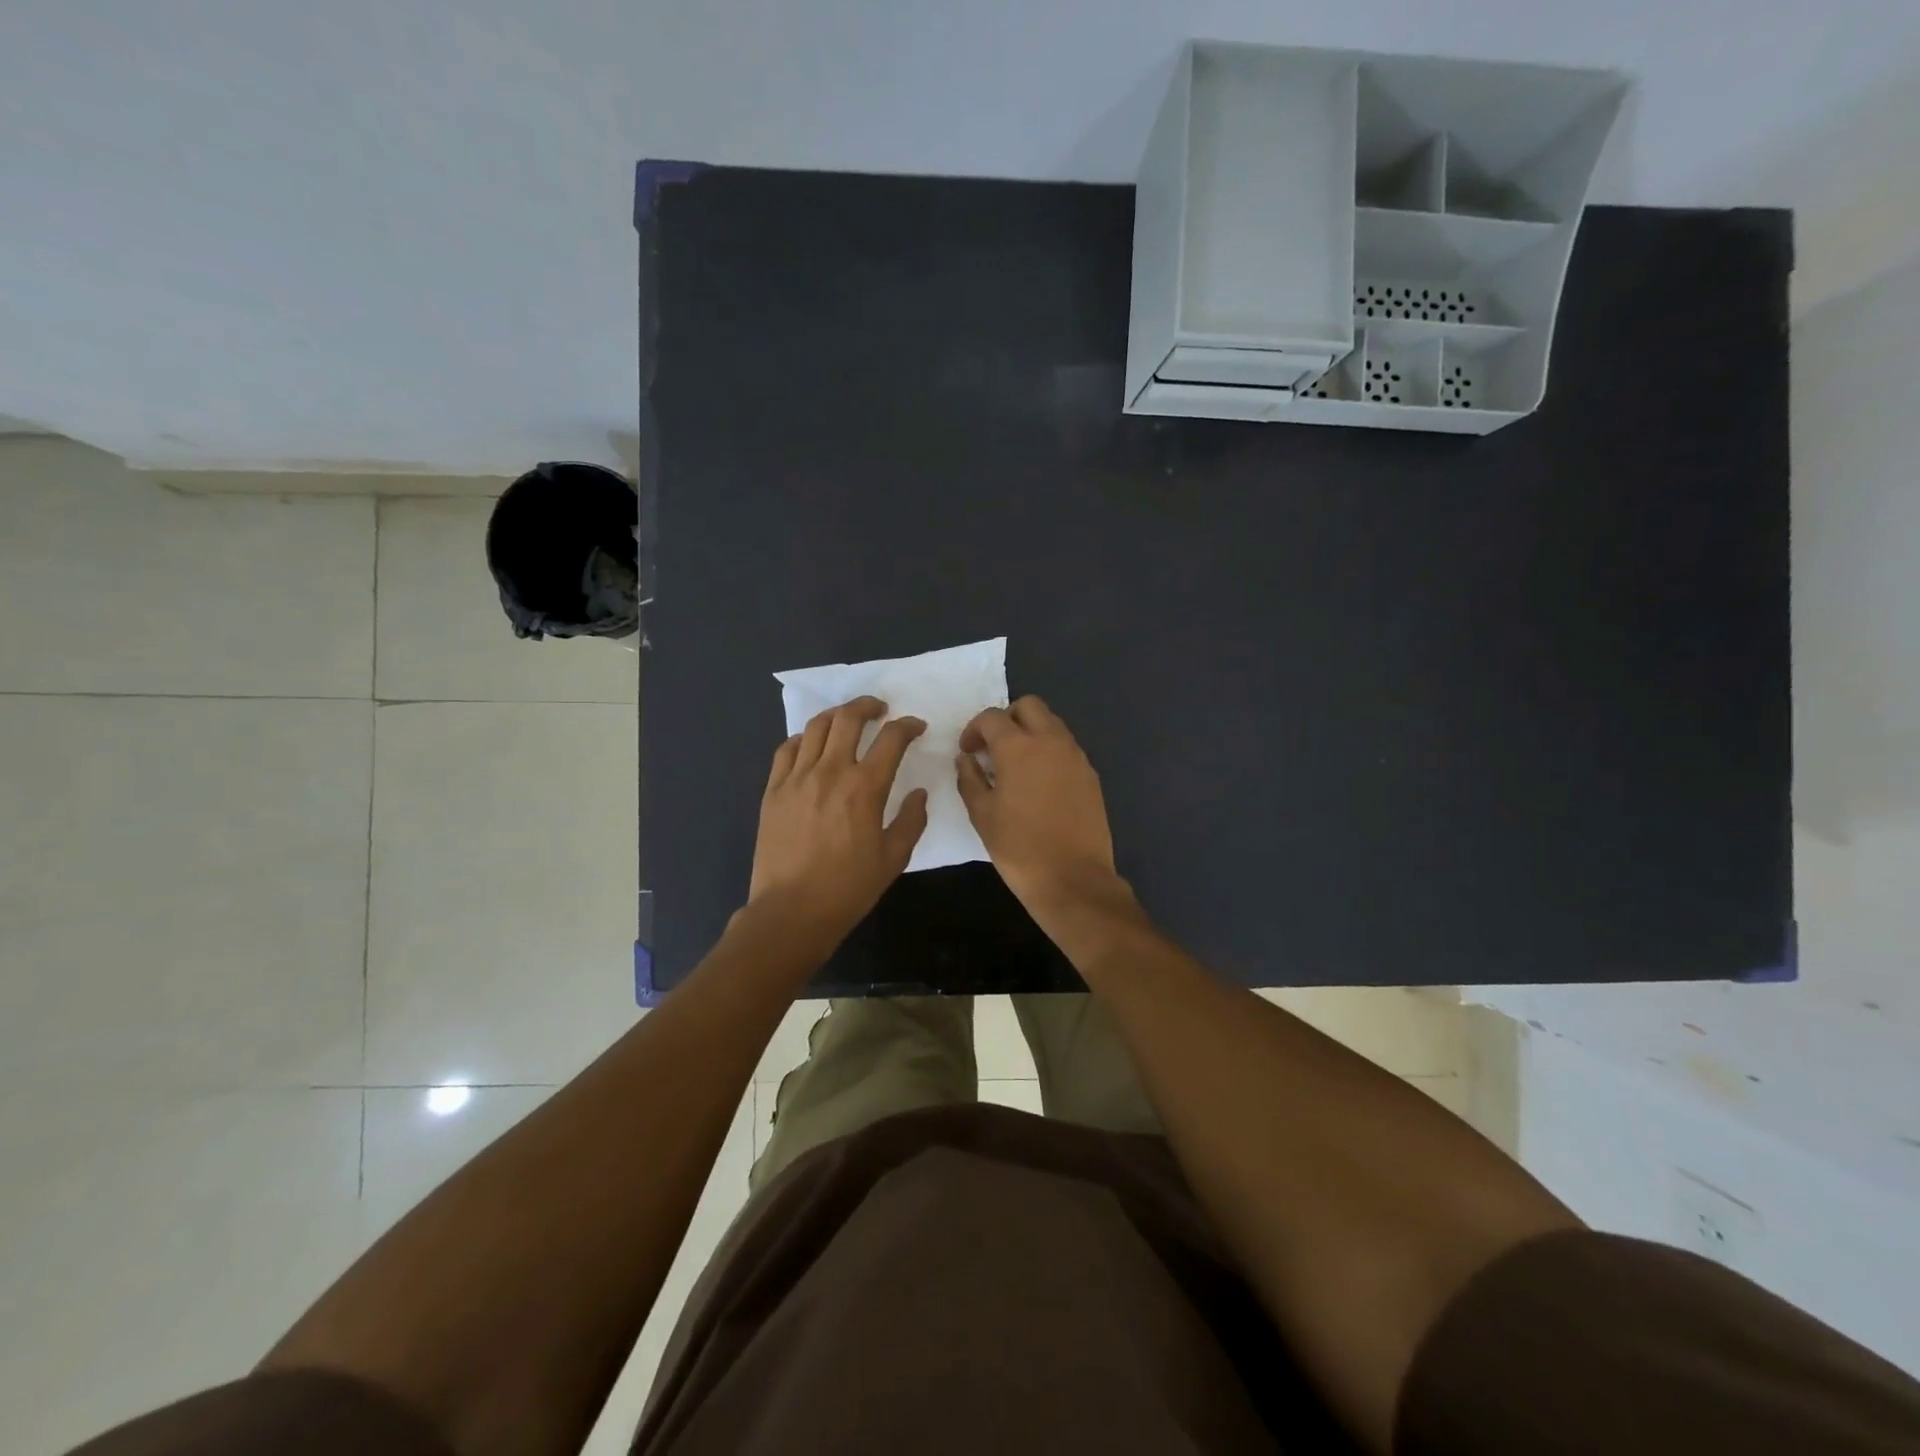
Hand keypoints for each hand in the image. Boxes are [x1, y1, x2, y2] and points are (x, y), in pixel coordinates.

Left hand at [748, 696, 928, 943]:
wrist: (791, 911)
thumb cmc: (848, 888)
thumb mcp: (894, 859)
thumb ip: (912, 820)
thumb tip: (919, 793)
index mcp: (865, 788)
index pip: (891, 739)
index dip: (908, 726)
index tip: (916, 727)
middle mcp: (830, 772)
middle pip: (848, 718)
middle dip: (868, 706)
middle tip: (880, 709)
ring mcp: (797, 778)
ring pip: (816, 727)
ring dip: (837, 715)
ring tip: (847, 719)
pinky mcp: (773, 790)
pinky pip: (788, 748)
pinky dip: (804, 738)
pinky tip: (812, 745)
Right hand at [956, 696, 1123, 914]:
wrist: (1073, 878)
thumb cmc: (1019, 848)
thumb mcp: (982, 815)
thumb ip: (969, 779)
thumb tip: (967, 758)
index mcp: (1019, 747)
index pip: (992, 718)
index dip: (974, 729)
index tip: (968, 751)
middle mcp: (1051, 741)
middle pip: (1029, 706)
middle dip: (1007, 719)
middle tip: (994, 747)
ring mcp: (1075, 756)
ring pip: (1052, 723)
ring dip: (1031, 732)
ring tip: (1016, 765)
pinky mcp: (1090, 774)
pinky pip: (1066, 747)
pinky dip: (1049, 751)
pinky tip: (1039, 782)